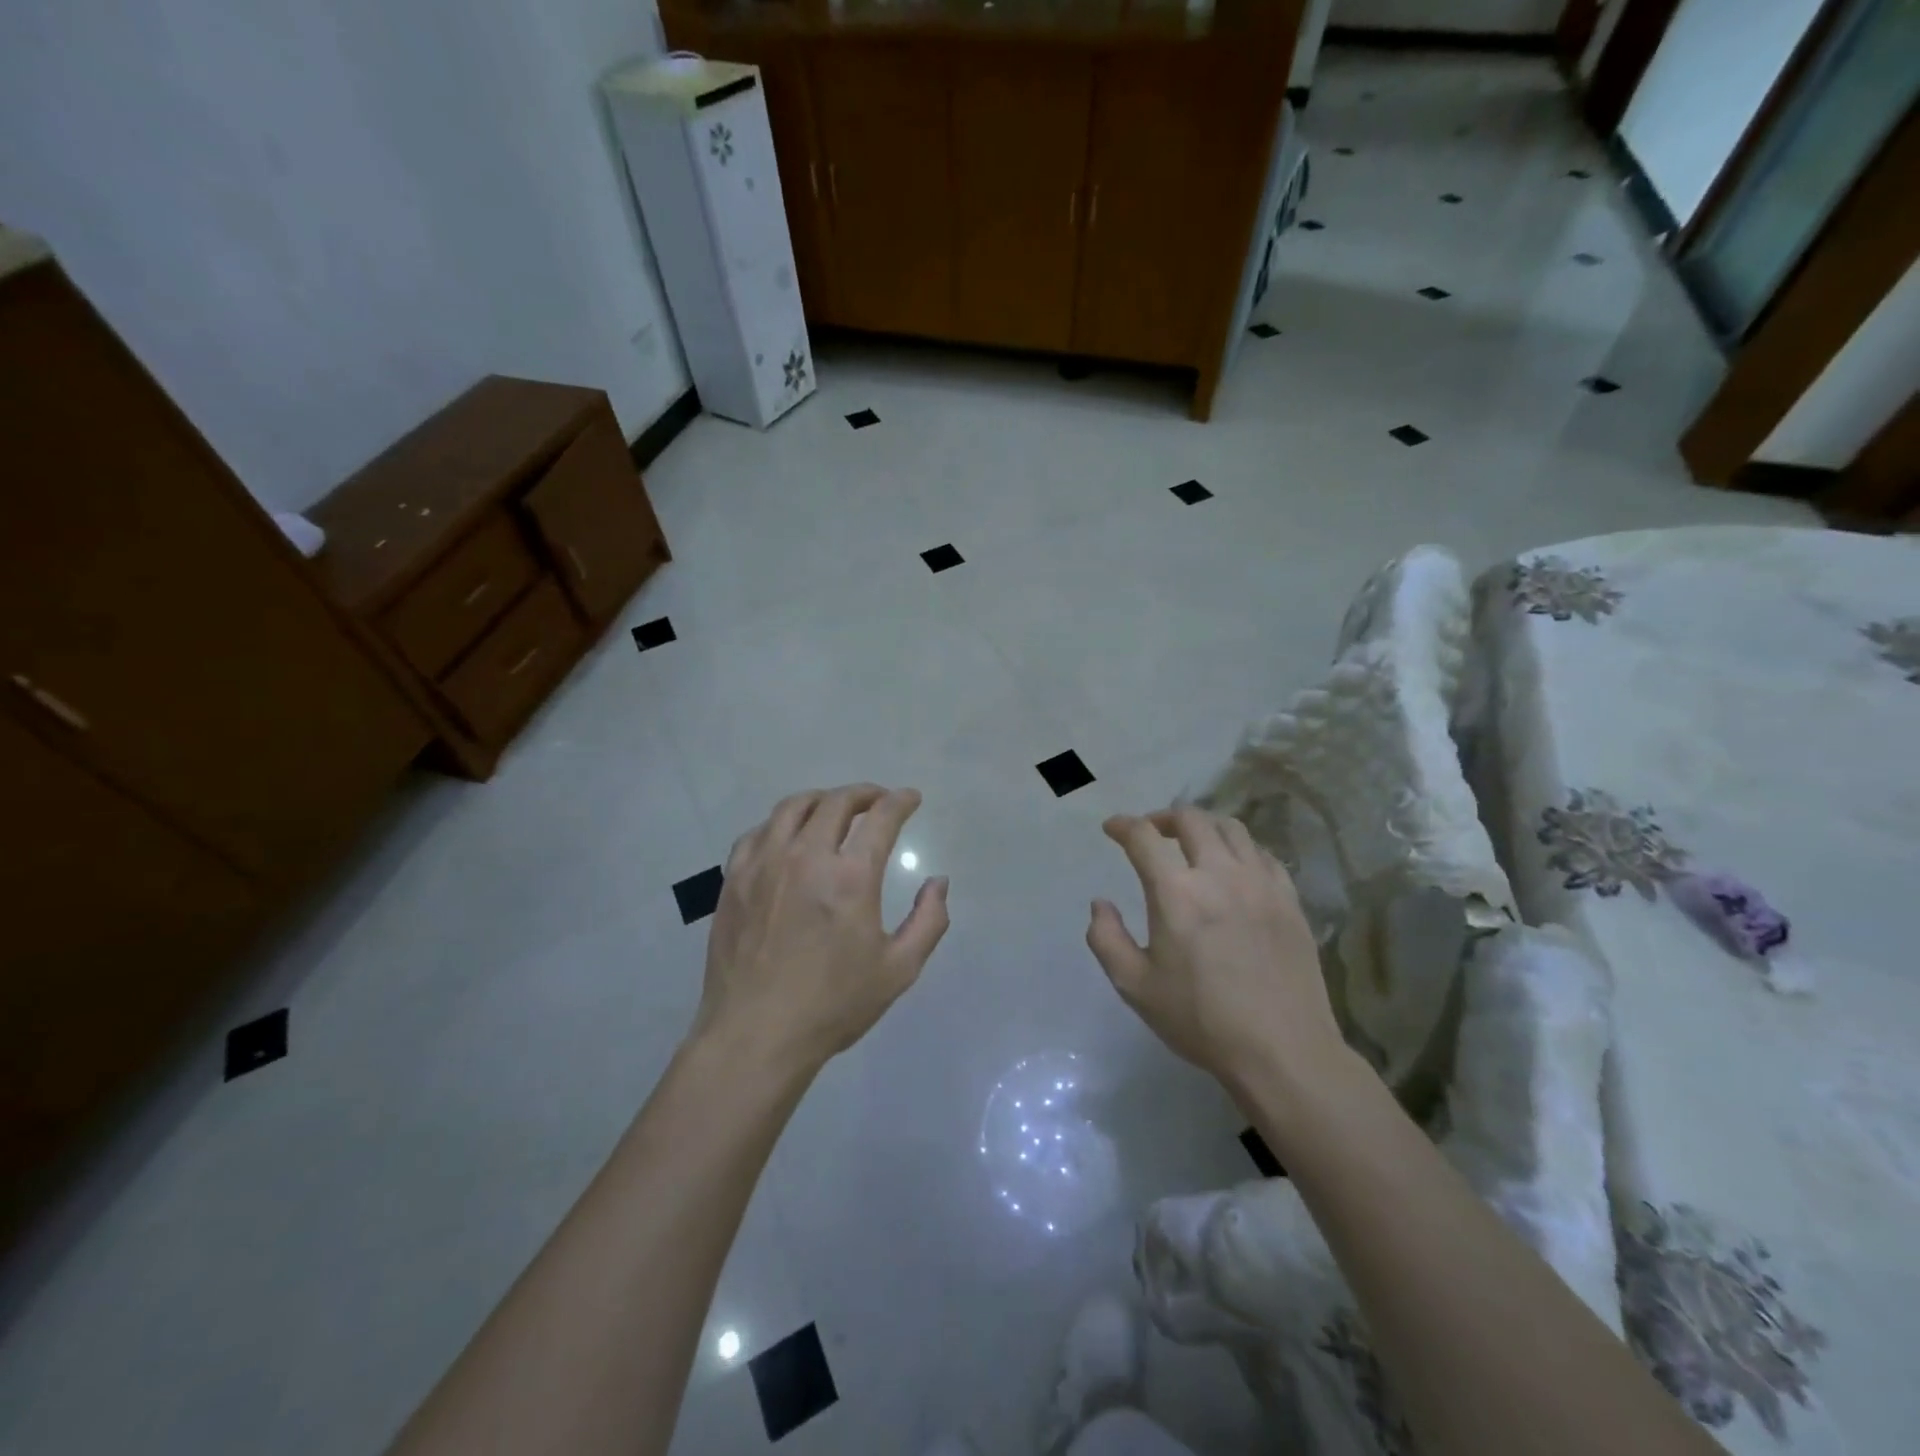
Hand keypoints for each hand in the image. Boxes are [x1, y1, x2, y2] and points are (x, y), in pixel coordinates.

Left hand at [693, 784, 949, 1076]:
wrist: (755, 1036)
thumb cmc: (832, 1005)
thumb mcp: (898, 970)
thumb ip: (929, 920)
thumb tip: (938, 882)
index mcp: (850, 877)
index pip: (881, 818)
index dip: (900, 801)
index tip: (911, 798)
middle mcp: (806, 857)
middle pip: (836, 802)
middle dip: (864, 794)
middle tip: (877, 801)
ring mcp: (764, 864)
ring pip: (793, 807)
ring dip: (822, 800)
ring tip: (834, 809)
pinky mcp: (734, 879)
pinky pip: (759, 832)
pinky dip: (782, 823)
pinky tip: (789, 836)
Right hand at [1086, 806, 1342, 1092]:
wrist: (1281, 1050)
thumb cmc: (1201, 1020)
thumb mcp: (1135, 986)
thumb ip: (1106, 938)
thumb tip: (1100, 904)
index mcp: (1176, 892)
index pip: (1143, 837)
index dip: (1123, 826)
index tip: (1112, 828)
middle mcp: (1219, 873)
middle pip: (1190, 819)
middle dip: (1162, 818)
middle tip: (1151, 832)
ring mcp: (1260, 883)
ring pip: (1231, 828)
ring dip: (1204, 826)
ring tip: (1192, 842)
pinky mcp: (1289, 899)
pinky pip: (1263, 854)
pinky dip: (1240, 848)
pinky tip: (1234, 867)